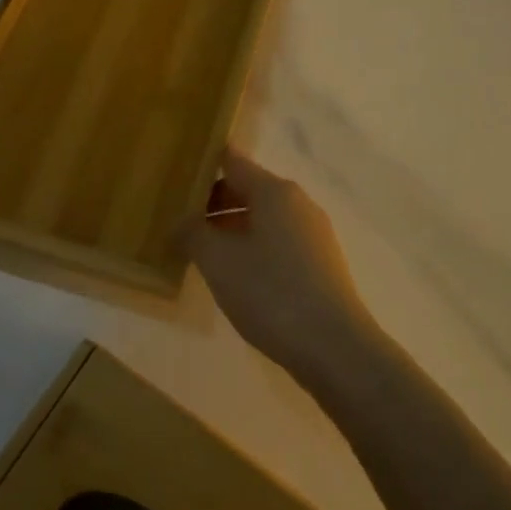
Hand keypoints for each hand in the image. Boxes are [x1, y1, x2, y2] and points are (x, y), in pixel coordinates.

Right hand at [183, 148, 376, 384]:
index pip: (233, 161)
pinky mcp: (320, 263)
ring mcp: (313, 234)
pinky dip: (252, 248)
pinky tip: (235, 277)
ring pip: (263, 219)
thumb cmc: (271, 293)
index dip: (204, 164)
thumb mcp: (219, 261)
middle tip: (178, 222)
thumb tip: (181, 221)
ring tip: (201, 253)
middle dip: (212, 203)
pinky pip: (278, 242)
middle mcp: (298, 203)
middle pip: (248, 189)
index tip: (176, 175)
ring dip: (231, 229)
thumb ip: (193, 233)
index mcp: (275, 192)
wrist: (334, 347)